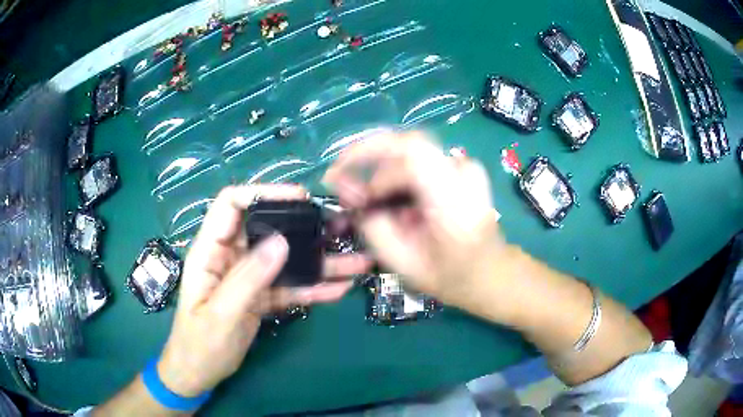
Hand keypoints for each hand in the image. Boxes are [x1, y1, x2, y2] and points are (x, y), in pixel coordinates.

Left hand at [157, 185, 369, 396]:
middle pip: (268, 229)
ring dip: (319, 261)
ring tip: (356, 262)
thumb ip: (248, 278)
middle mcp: (231, 257)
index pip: (232, 205)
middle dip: (304, 227)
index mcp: (210, 251)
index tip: (301, 198)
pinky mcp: (261, 297)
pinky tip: (340, 289)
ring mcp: (249, 278)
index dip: (263, 193)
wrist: (199, 374)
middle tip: (342, 228)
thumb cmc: (199, 344)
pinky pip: (290, 287)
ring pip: (285, 260)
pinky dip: (313, 288)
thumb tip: (282, 241)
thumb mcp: (221, 313)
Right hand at [324, 132, 502, 308]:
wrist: (493, 273)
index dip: (367, 152)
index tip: (339, 175)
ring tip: (371, 203)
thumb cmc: (451, 278)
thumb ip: (371, 224)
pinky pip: (419, 160)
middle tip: (352, 196)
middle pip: (404, 148)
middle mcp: (464, 173)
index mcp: (454, 201)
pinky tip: (393, 200)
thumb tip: (346, 190)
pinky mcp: (463, 167)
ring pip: (408, 153)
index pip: (410, 150)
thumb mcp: (402, 263)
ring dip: (382, 174)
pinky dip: (397, 175)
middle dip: (370, 166)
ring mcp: (466, 166)